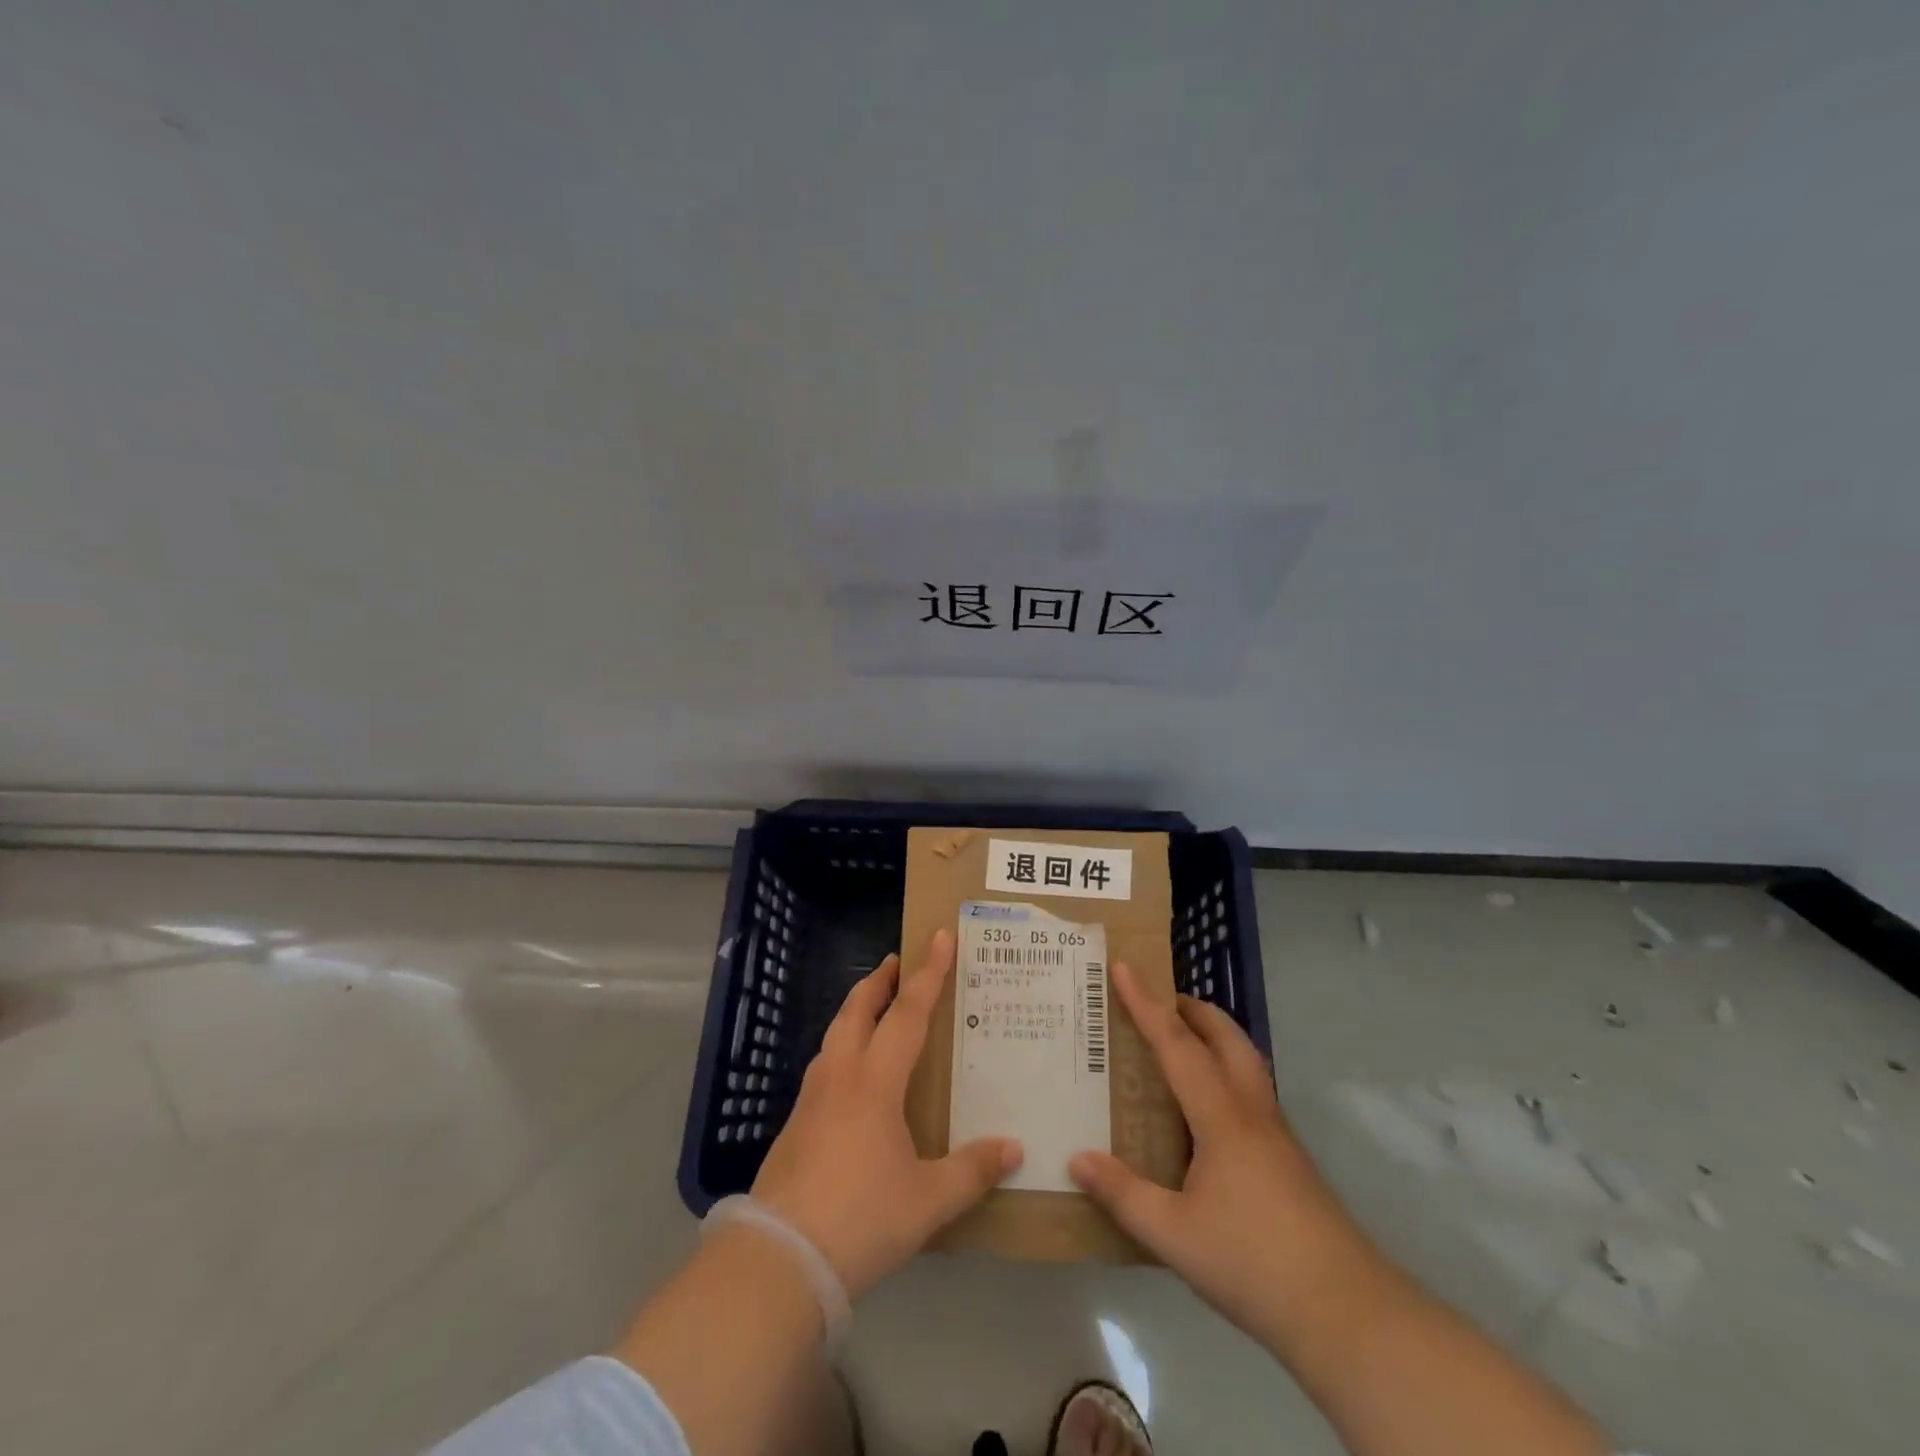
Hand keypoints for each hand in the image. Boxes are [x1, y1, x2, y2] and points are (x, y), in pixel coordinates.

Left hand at [751, 929, 1023, 1299]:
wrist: (778, 1260)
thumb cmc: (861, 1219)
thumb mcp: (927, 1201)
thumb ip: (971, 1171)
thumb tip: (1014, 1149)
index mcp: (875, 1082)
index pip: (907, 1013)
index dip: (928, 974)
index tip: (940, 937)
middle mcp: (840, 1077)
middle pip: (857, 1010)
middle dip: (879, 982)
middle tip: (898, 963)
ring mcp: (811, 1099)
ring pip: (834, 1035)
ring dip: (856, 1011)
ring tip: (875, 1010)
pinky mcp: (794, 1126)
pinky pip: (824, 1066)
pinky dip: (842, 1048)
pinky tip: (851, 1076)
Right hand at [1069, 963, 1377, 1352]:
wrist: (1347, 1313)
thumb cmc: (1253, 1263)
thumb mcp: (1174, 1235)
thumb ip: (1123, 1194)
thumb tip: (1076, 1158)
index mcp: (1221, 1117)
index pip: (1176, 1045)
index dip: (1146, 1004)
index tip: (1123, 967)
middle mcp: (1252, 1112)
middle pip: (1226, 1038)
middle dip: (1193, 1009)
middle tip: (1160, 1001)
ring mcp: (1278, 1136)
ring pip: (1246, 1062)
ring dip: (1215, 1037)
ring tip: (1184, 1043)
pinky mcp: (1291, 1161)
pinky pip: (1253, 1092)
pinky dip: (1227, 1073)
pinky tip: (1210, 1112)